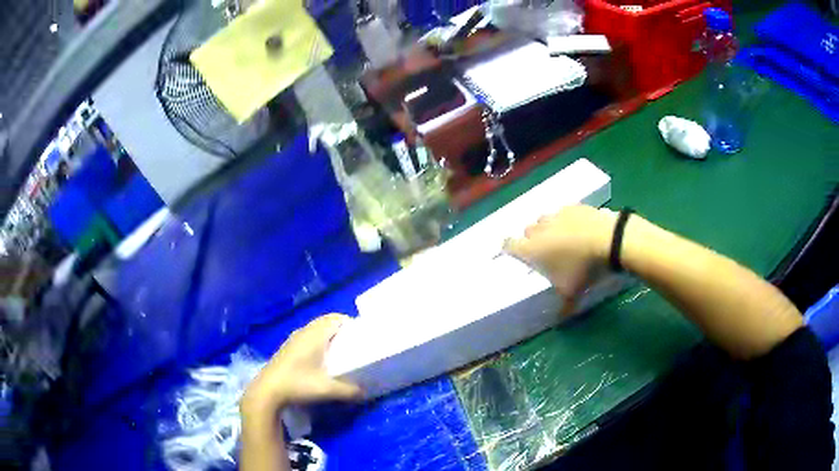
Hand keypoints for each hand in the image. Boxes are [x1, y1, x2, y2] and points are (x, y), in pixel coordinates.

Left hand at [241, 314, 361, 418]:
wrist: (267, 391)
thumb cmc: (298, 384)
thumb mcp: (327, 390)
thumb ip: (349, 391)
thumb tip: (365, 392)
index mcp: (314, 335)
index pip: (335, 318)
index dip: (349, 323)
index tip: (361, 335)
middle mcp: (303, 332)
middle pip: (325, 322)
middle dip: (340, 329)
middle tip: (353, 344)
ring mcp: (293, 339)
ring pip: (315, 330)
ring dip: (327, 336)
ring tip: (339, 352)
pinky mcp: (287, 348)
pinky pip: (306, 337)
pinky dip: (317, 342)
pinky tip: (320, 360)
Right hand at [504, 205, 615, 313]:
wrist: (609, 240)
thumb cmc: (583, 268)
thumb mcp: (572, 293)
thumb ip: (562, 307)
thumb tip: (559, 322)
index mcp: (532, 249)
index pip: (508, 244)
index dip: (509, 248)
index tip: (516, 254)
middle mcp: (539, 229)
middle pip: (527, 231)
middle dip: (533, 240)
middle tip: (546, 252)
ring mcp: (556, 214)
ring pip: (545, 220)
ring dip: (549, 229)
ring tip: (563, 240)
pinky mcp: (573, 206)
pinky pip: (564, 212)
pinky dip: (567, 220)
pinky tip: (579, 230)